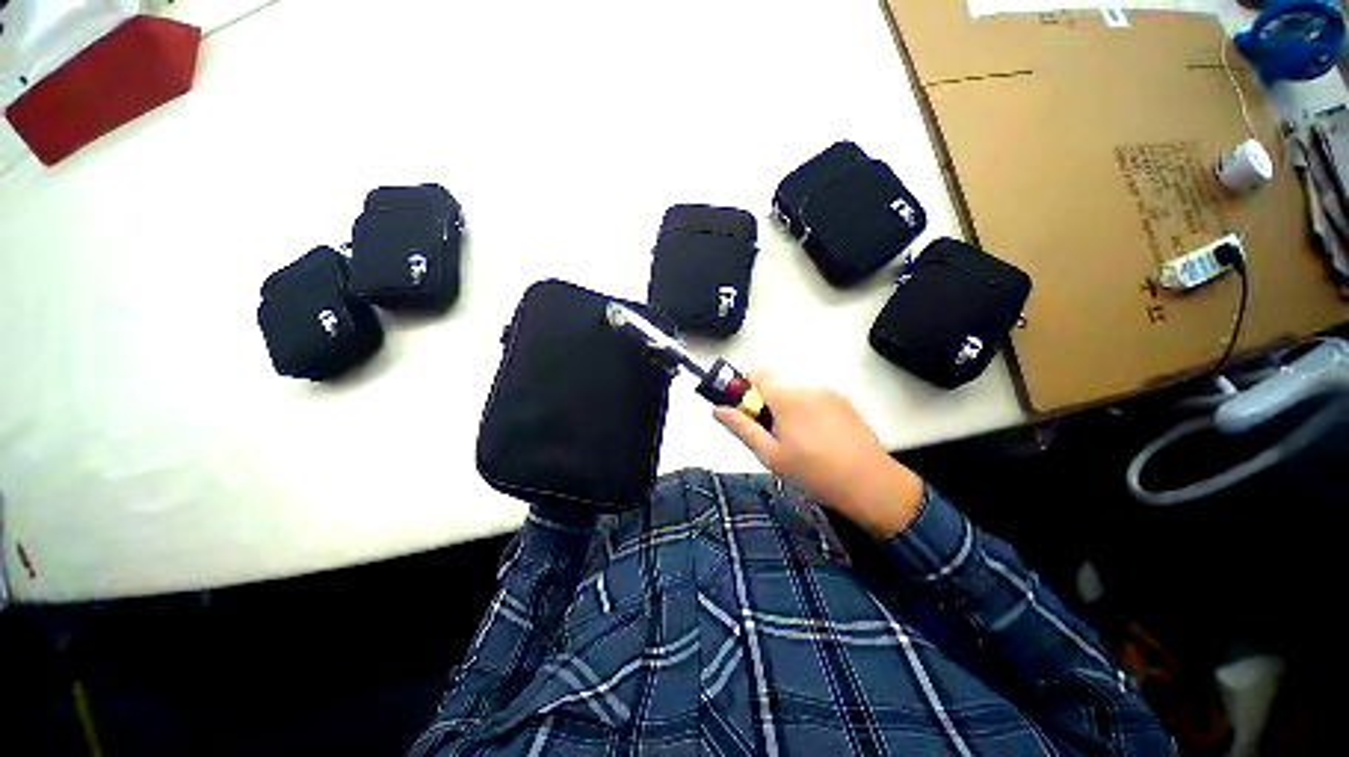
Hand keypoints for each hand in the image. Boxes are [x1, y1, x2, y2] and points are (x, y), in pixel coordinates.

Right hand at [714, 371, 923, 538]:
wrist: (872, 485)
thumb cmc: (815, 473)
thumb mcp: (770, 455)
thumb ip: (741, 428)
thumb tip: (717, 410)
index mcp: (787, 398)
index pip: (756, 373)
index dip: (744, 388)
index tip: (746, 412)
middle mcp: (808, 387)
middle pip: (775, 384)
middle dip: (766, 403)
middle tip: (771, 435)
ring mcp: (829, 393)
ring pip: (794, 392)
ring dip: (786, 408)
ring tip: (798, 442)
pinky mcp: (844, 402)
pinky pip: (814, 399)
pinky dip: (806, 412)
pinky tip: (817, 440)